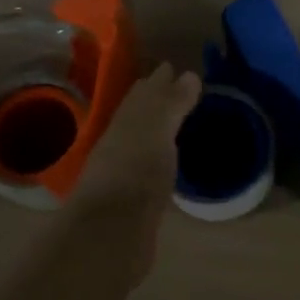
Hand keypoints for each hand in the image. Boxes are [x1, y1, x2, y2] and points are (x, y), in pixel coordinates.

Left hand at [71, 64, 201, 217]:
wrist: (111, 230)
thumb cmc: (136, 170)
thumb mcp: (157, 128)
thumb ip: (172, 103)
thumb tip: (189, 75)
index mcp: (126, 120)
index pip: (144, 92)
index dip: (159, 80)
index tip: (175, 68)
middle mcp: (121, 141)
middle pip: (139, 114)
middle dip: (156, 100)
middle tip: (179, 89)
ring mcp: (123, 171)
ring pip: (142, 141)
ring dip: (157, 129)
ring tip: (177, 122)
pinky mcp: (132, 200)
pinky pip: (147, 167)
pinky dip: (158, 157)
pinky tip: (168, 161)